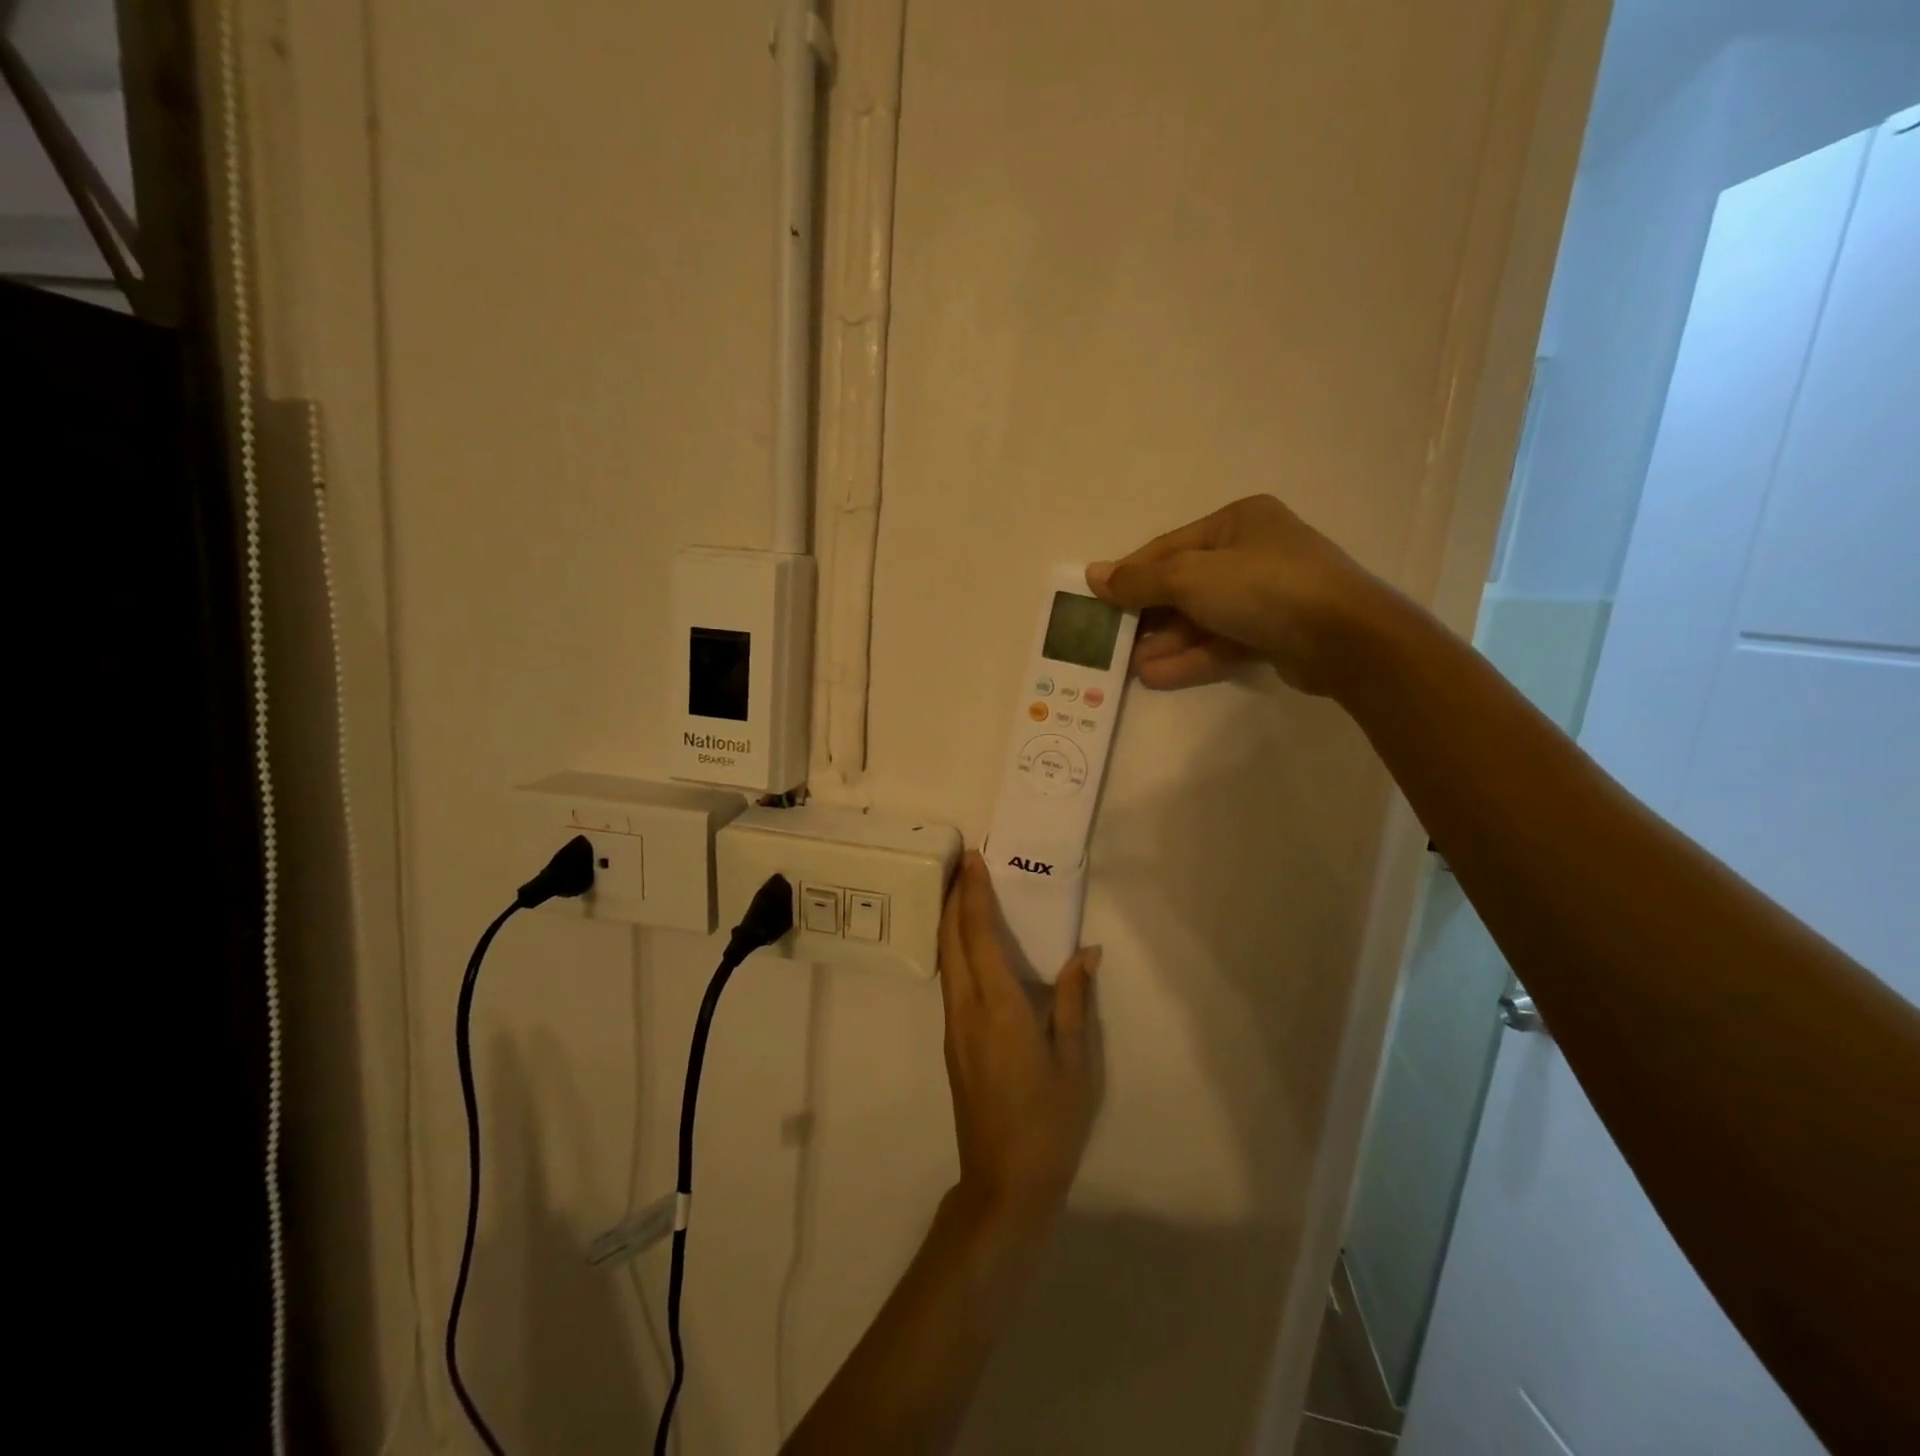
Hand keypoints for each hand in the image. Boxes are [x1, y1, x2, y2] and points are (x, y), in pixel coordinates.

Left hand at [938, 853, 1100, 1232]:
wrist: (1004, 1183)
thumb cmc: (1049, 1123)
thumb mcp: (1075, 1063)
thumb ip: (1073, 1002)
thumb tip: (1085, 953)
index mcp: (1000, 1008)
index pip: (978, 936)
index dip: (973, 895)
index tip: (972, 860)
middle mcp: (967, 1010)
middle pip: (950, 940)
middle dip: (953, 898)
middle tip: (962, 864)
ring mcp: (954, 1027)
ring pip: (945, 960)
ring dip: (949, 921)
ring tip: (962, 893)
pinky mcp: (953, 1043)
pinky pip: (949, 980)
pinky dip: (954, 949)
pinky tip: (968, 946)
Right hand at [1086, 494, 1390, 695]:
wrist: (1343, 638)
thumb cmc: (1262, 588)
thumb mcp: (1190, 577)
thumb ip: (1140, 580)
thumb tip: (1093, 576)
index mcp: (1237, 523)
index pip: (1169, 548)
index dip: (1131, 574)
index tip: (1096, 599)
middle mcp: (1252, 552)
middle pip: (1184, 585)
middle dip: (1148, 617)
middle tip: (1113, 642)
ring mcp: (1266, 595)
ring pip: (1203, 618)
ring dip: (1166, 643)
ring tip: (1131, 669)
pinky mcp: (1275, 633)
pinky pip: (1222, 641)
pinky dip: (1191, 657)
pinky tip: (1156, 677)